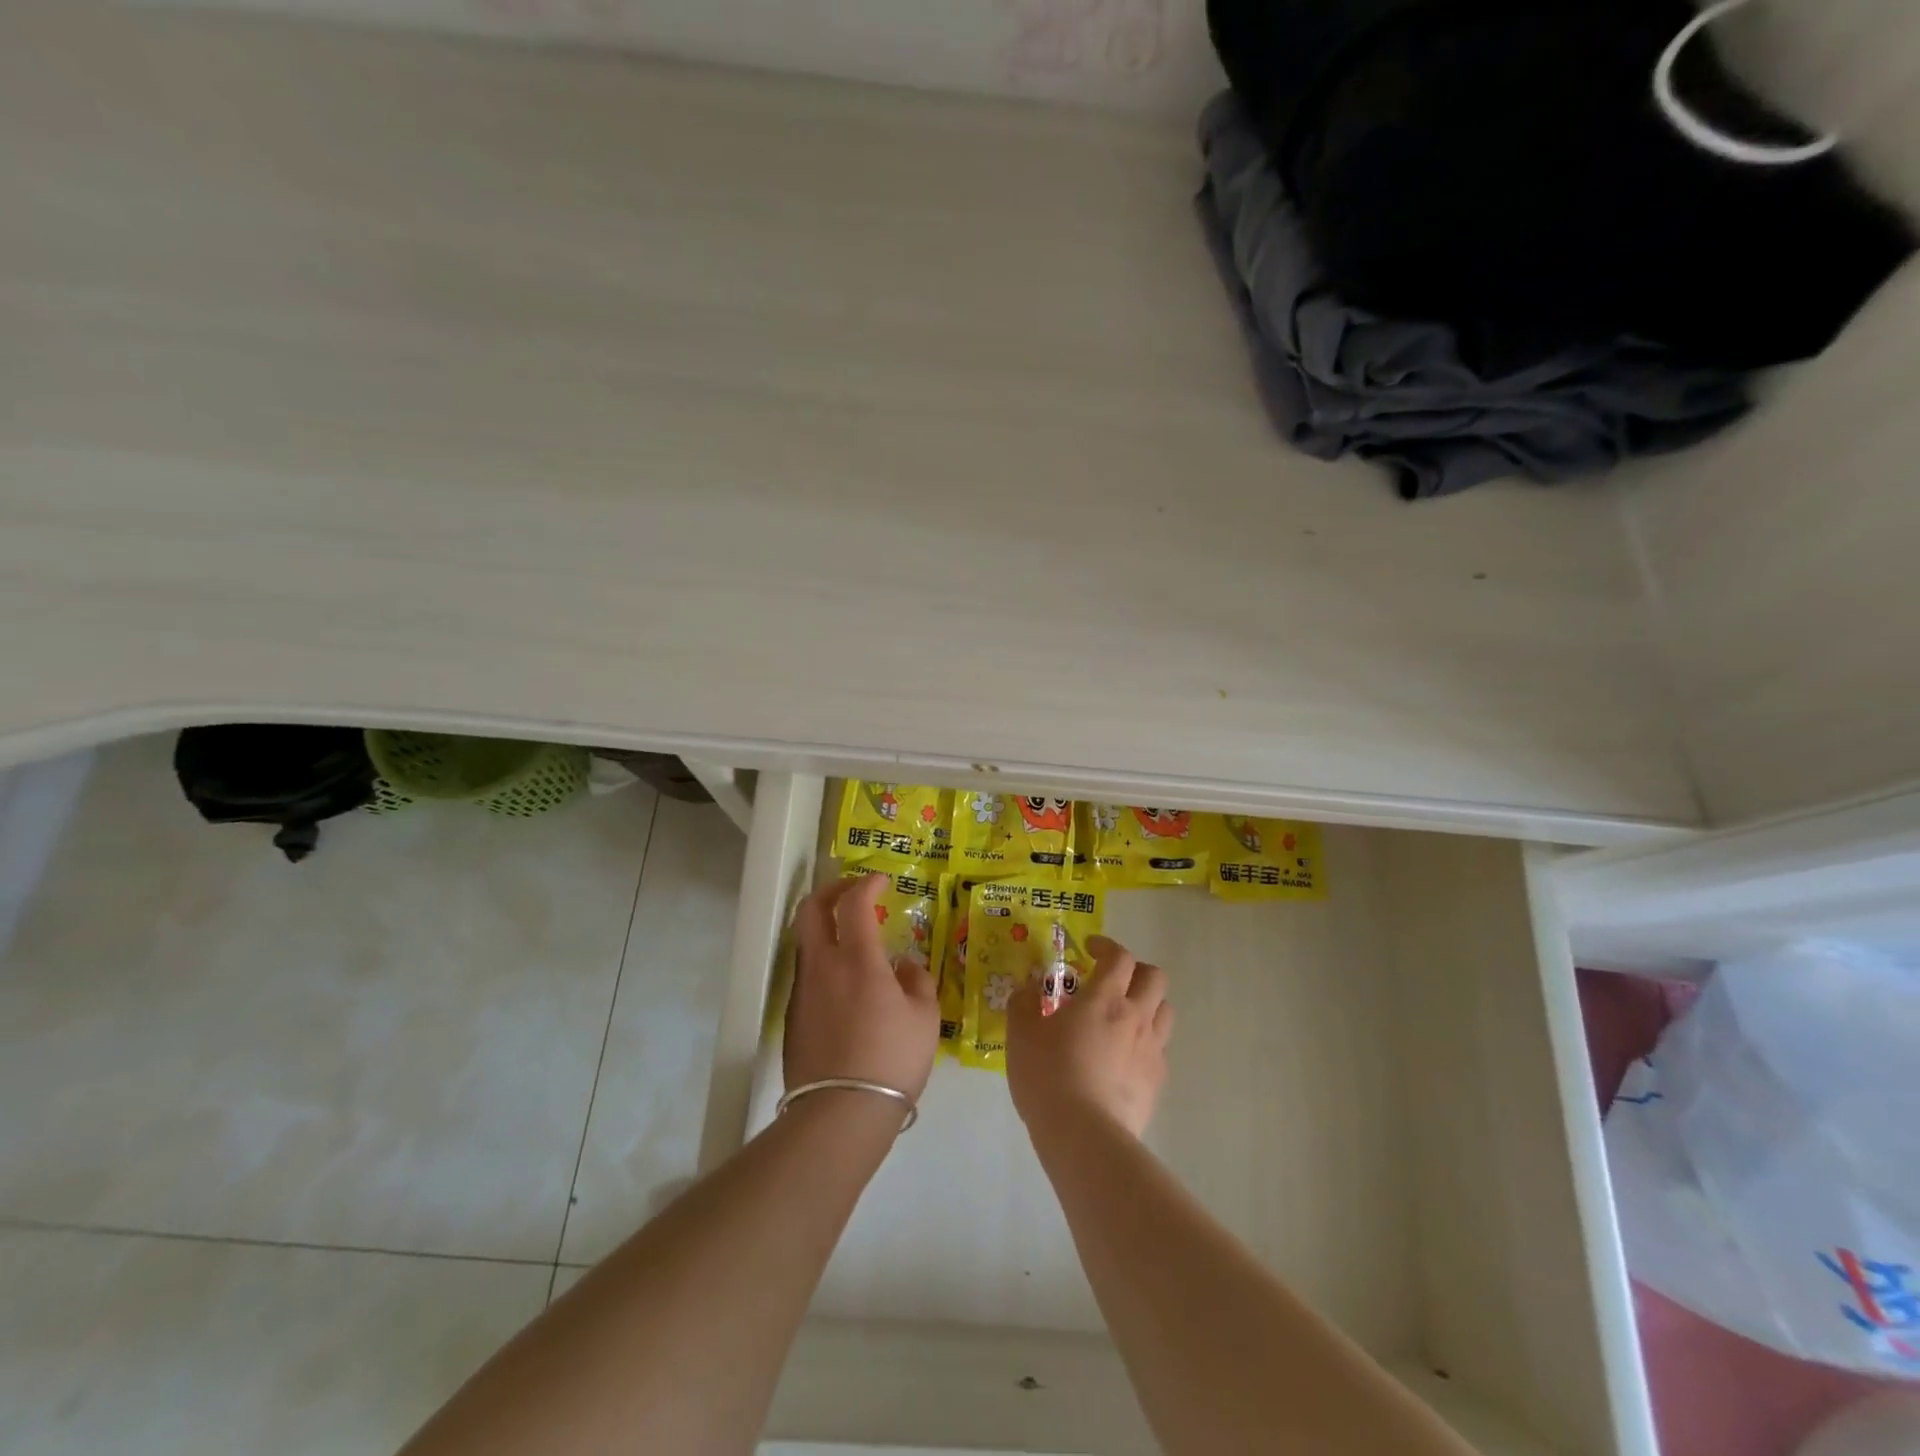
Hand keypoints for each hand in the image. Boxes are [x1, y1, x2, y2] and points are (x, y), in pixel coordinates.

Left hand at [785, 873, 940, 1102]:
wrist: (840, 1113)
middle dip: (831, 891)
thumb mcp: (925, 1018)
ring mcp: (802, 991)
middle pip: (810, 909)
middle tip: (853, 893)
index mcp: (857, 959)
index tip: (881, 880)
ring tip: (852, 940)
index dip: (867, 884)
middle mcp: (822, 966)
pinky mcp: (793, 1017)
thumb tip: (904, 965)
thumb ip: (918, 981)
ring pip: (805, 941)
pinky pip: (807, 974)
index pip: (853, 903)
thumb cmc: (892, 1059)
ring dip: (825, 927)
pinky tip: (845, 984)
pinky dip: (823, 961)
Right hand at [1007, 934, 1171, 1139]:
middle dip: (1134, 971)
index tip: (1090, 949)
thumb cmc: (1048, 1075)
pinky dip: (1145, 1042)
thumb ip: (1023, 1003)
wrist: (1084, 1135)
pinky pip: (1159, 1048)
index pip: (1120, 956)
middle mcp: (1135, 1016)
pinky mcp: (1157, 1081)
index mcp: (1104, 998)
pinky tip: (1123, 1057)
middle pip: (1154, 977)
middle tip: (1111, 980)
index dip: (1107, 946)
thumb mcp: (1020, 1034)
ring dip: (1147, 1003)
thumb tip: (1028, 989)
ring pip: (1165, 1010)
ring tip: (1123, 1016)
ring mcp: (1151, 1050)